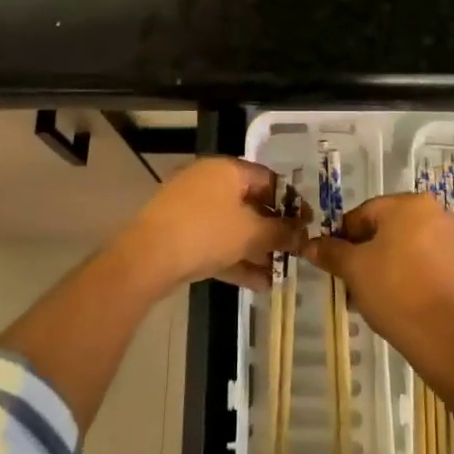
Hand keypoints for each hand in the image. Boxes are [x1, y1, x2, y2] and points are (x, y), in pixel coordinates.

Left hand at [111, 158, 305, 294]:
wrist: (147, 258)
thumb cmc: (206, 232)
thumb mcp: (250, 232)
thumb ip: (280, 232)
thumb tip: (302, 234)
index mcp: (227, 169)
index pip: (268, 179)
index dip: (291, 202)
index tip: (307, 224)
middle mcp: (209, 182)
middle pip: (250, 204)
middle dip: (273, 230)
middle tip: (294, 251)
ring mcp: (191, 208)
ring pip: (233, 227)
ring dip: (257, 250)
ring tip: (280, 274)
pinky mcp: (180, 234)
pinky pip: (216, 243)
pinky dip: (236, 259)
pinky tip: (259, 284)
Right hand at [299, 192, 453, 367]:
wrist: (447, 336)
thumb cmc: (395, 290)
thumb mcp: (354, 269)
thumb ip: (331, 252)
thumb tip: (310, 245)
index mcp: (408, 204)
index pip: (363, 213)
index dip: (343, 238)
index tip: (334, 263)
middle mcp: (435, 212)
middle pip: (387, 228)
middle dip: (365, 253)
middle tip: (350, 281)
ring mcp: (453, 239)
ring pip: (406, 246)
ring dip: (385, 265)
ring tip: (370, 296)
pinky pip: (426, 262)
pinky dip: (409, 275)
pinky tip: (397, 301)